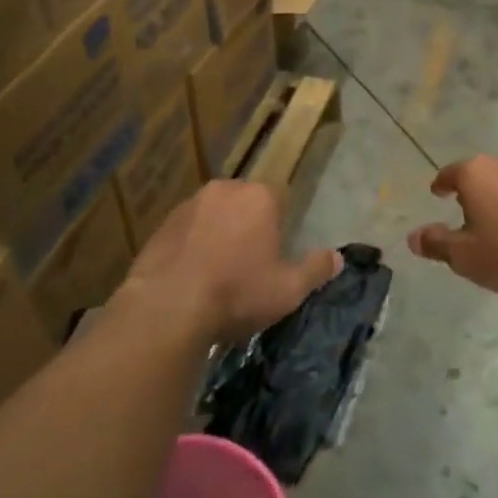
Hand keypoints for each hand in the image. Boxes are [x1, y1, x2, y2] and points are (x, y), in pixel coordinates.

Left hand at [121, 181, 341, 346]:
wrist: (167, 307)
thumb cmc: (237, 292)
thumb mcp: (288, 289)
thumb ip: (315, 270)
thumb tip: (338, 257)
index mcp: (259, 197)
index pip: (279, 199)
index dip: (279, 227)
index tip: (275, 254)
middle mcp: (224, 190)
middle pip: (244, 204)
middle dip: (248, 226)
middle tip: (249, 263)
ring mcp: (188, 205)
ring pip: (213, 215)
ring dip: (218, 235)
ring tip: (217, 273)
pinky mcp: (160, 226)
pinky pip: (186, 231)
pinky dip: (191, 246)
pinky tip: (191, 277)